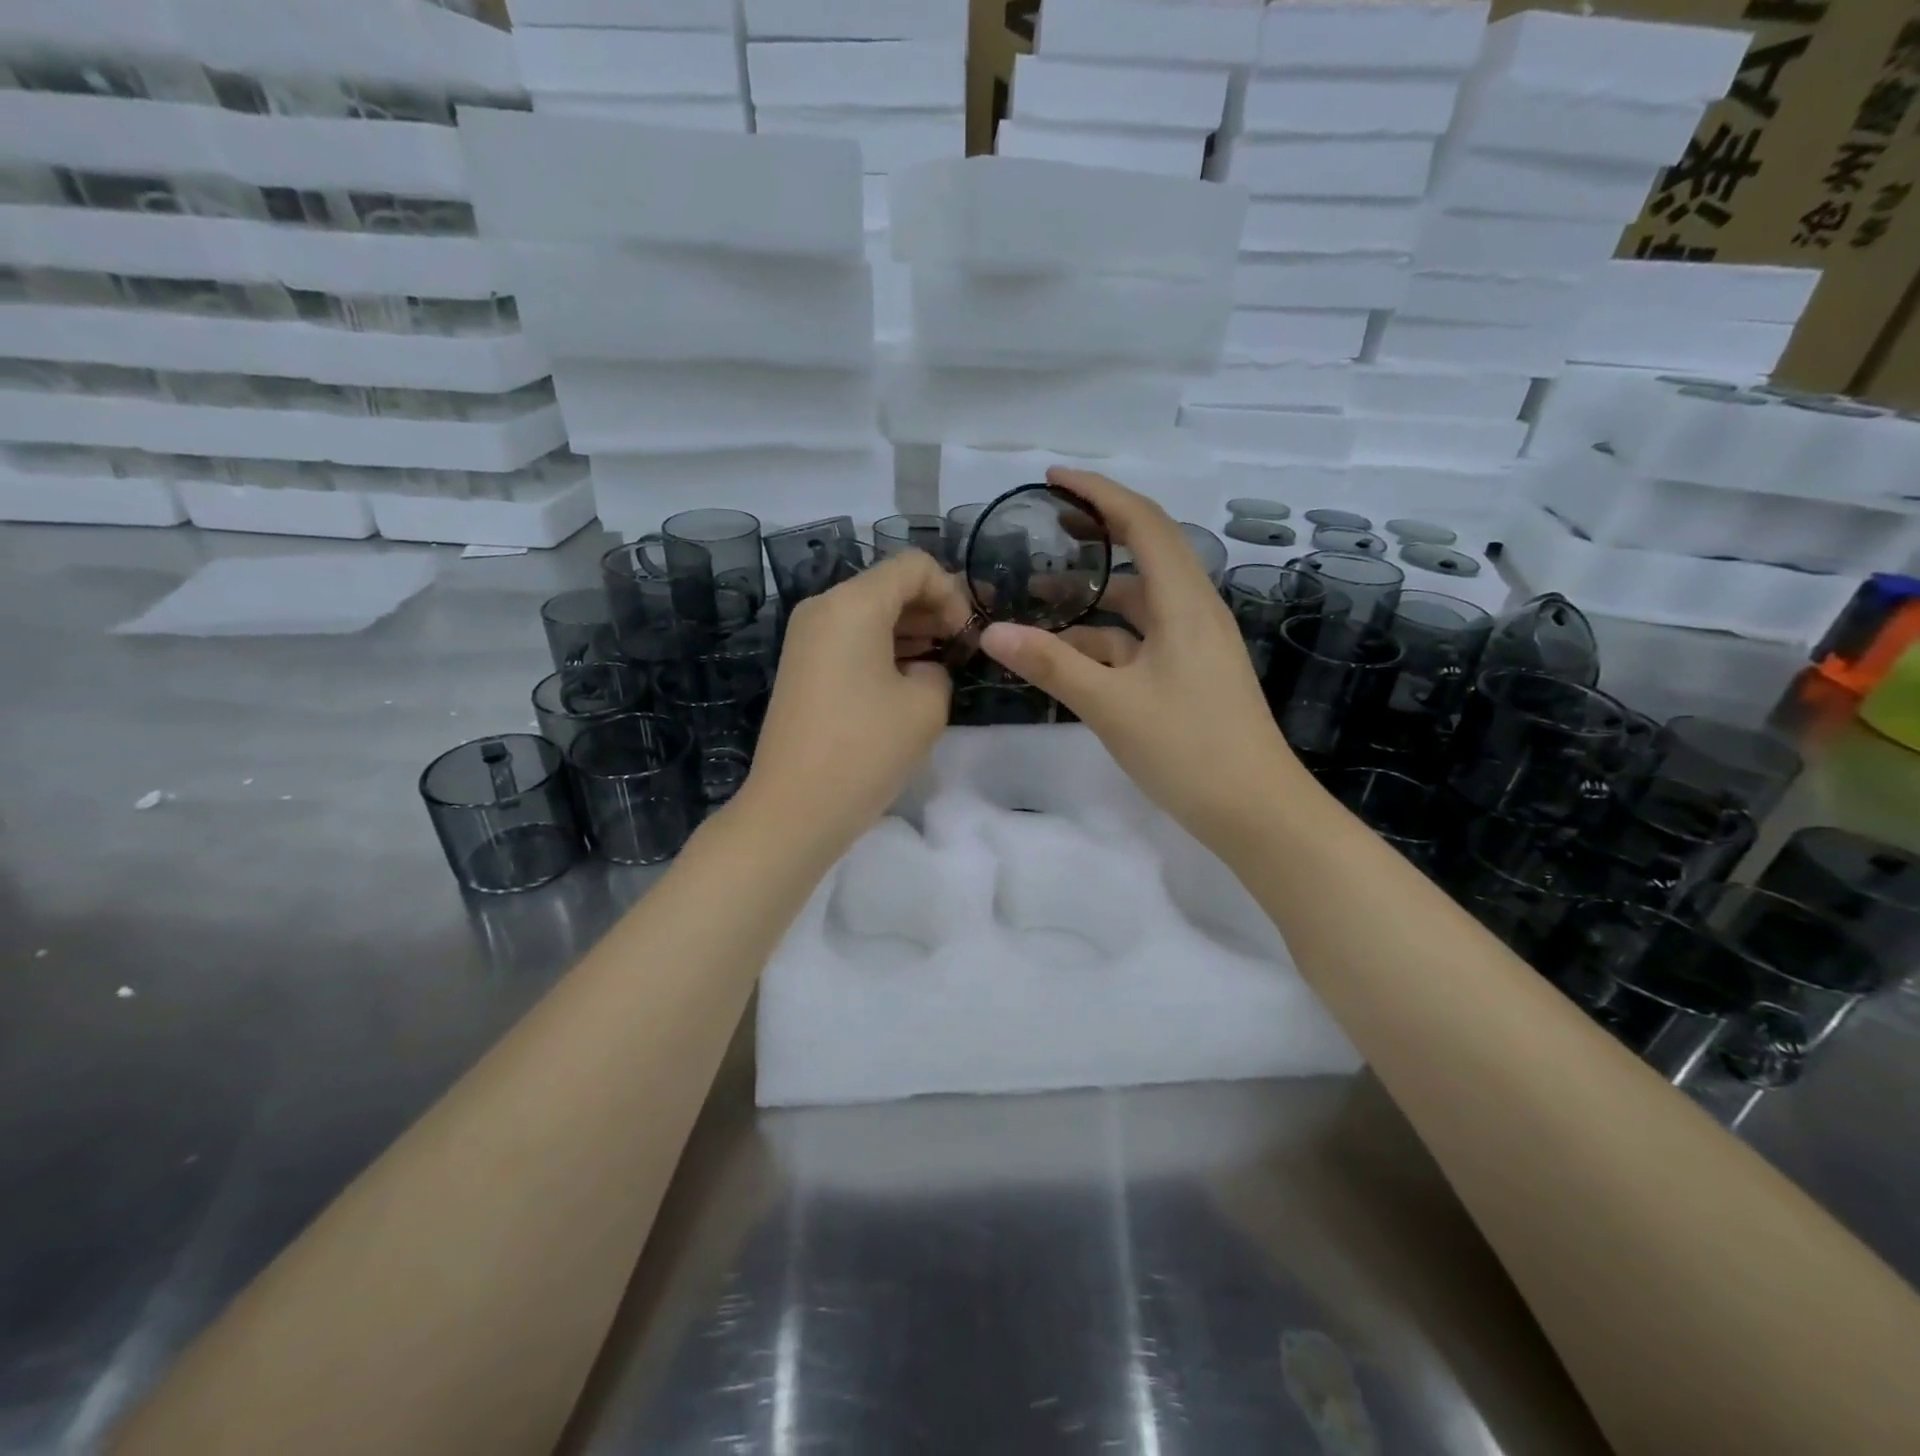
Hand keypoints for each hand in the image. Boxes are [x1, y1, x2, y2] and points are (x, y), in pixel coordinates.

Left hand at [738, 549, 972, 853]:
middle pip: (887, 585)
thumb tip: (921, 670)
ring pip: (868, 612)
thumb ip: (938, 670)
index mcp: (853, 603)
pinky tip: (904, 680)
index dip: (951, 593)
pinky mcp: (801, 667)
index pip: (914, 566)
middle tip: (960, 648)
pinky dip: (881, 648)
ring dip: (908, 630)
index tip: (965, 637)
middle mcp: (823, 607)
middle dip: (931, 609)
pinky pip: (849, 639)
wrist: (794, 808)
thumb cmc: (866, 750)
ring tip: (938, 665)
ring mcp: (806, 637)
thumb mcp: (926, 706)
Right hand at [978, 468, 1303, 851]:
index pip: (1143, 523)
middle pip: (1146, 551)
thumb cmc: (1189, 750)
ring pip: (1139, 600)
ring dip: (1094, 592)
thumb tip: (992, 632)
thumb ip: (1052, 664)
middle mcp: (1194, 611)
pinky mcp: (1190, 673)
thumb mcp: (1111, 705)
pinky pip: (1142, 638)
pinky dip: (1105, 636)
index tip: (1053, 478)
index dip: (1099, 494)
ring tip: (1040, 593)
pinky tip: (1068, 652)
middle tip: (1049, 521)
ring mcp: (1195, 644)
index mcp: (1184, 603)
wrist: (1256, 812)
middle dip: (1098, 531)